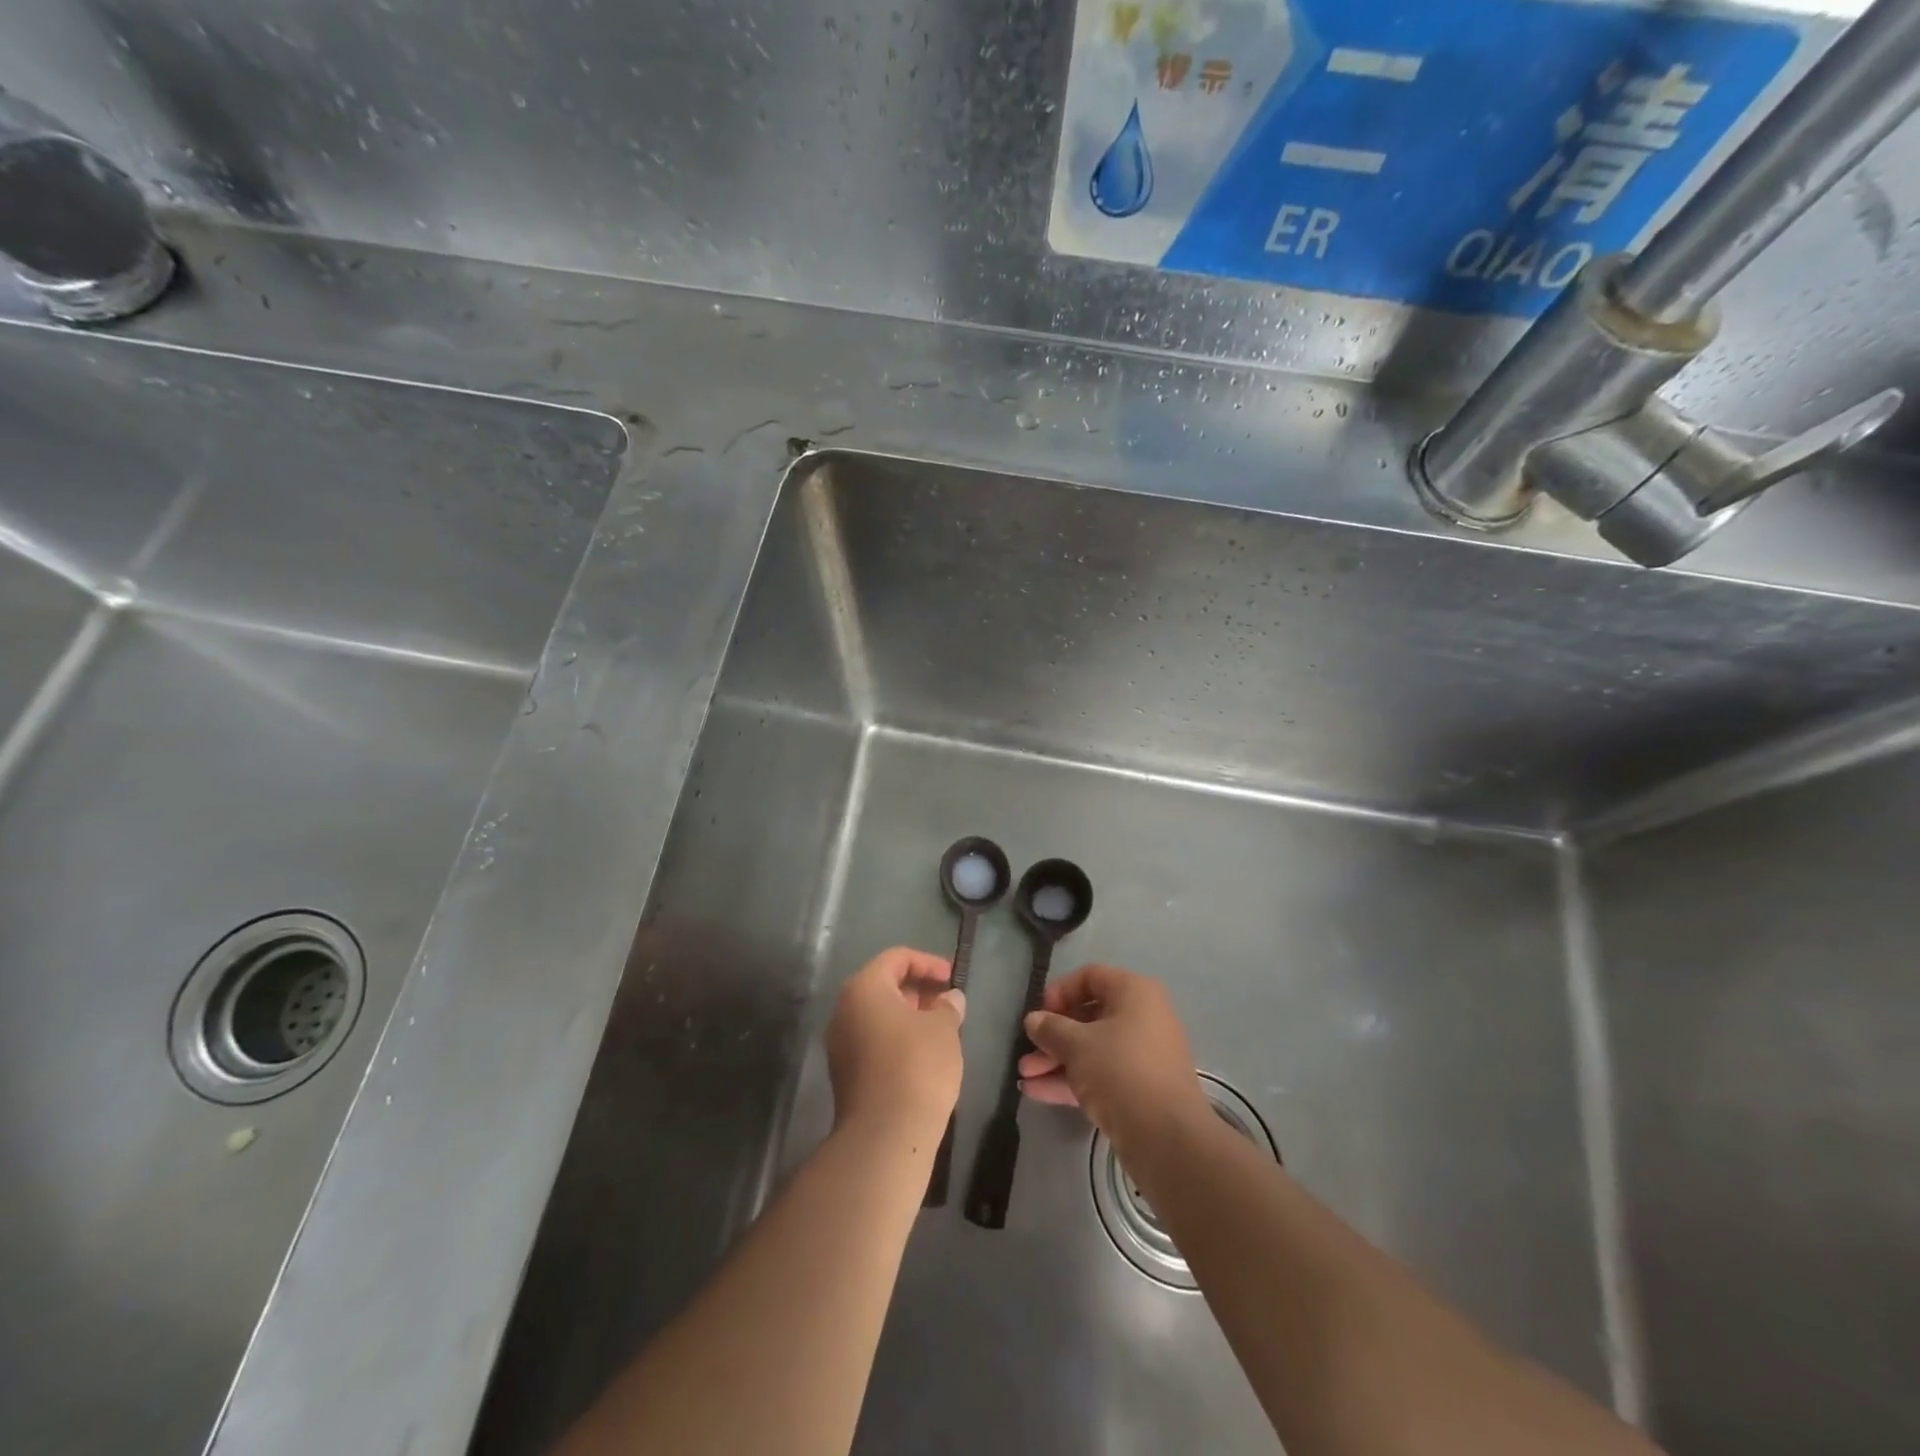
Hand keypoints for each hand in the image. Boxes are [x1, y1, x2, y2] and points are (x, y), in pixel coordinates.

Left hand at [826, 946, 965, 1143]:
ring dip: (909, 1016)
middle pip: (883, 985)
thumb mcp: (944, 1029)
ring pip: (878, 1016)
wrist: (885, 1136)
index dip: (928, 962)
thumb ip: (948, 1006)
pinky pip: (873, 1041)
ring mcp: (840, 1044)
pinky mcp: (845, 1073)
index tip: (953, 977)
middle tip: (948, 1003)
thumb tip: (950, 998)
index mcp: (864, 988)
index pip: (896, 958)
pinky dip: (897, 1039)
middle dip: (918, 990)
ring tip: (941, 1030)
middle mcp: (844, 1010)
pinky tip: (924, 1056)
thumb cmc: (917, 1067)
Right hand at [1018, 964, 1209, 1151]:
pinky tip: (1036, 1091)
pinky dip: (1071, 1079)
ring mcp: (1142, 1055)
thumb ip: (1051, 1028)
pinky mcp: (1139, 1089)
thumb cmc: (1120, 1070)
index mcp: (1134, 993)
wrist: (1166, 1137)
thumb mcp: (1077, 1044)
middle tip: (1026, 1051)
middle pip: (1088, 1017)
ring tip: (1024, 1076)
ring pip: (1091, 1049)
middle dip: (1052, 1035)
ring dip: (1056, 1060)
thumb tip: (1034, 1020)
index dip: (1059, 991)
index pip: (1090, 977)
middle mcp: (1142, 1017)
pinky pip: (1100, 1074)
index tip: (1038, 1013)